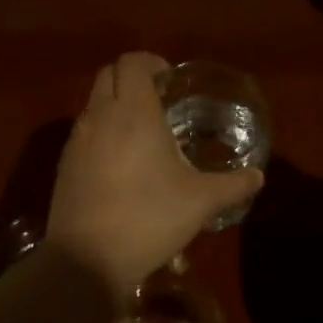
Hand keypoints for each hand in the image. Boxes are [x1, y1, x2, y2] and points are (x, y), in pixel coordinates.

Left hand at [46, 53, 263, 300]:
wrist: (87, 260)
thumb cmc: (149, 218)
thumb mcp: (201, 202)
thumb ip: (233, 185)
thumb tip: (258, 176)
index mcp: (134, 112)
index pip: (133, 62)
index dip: (152, 62)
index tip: (171, 79)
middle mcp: (100, 116)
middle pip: (108, 74)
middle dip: (132, 78)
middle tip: (159, 101)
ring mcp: (77, 141)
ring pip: (94, 104)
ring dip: (115, 106)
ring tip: (142, 135)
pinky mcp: (64, 165)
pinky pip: (84, 133)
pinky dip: (102, 133)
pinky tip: (121, 166)